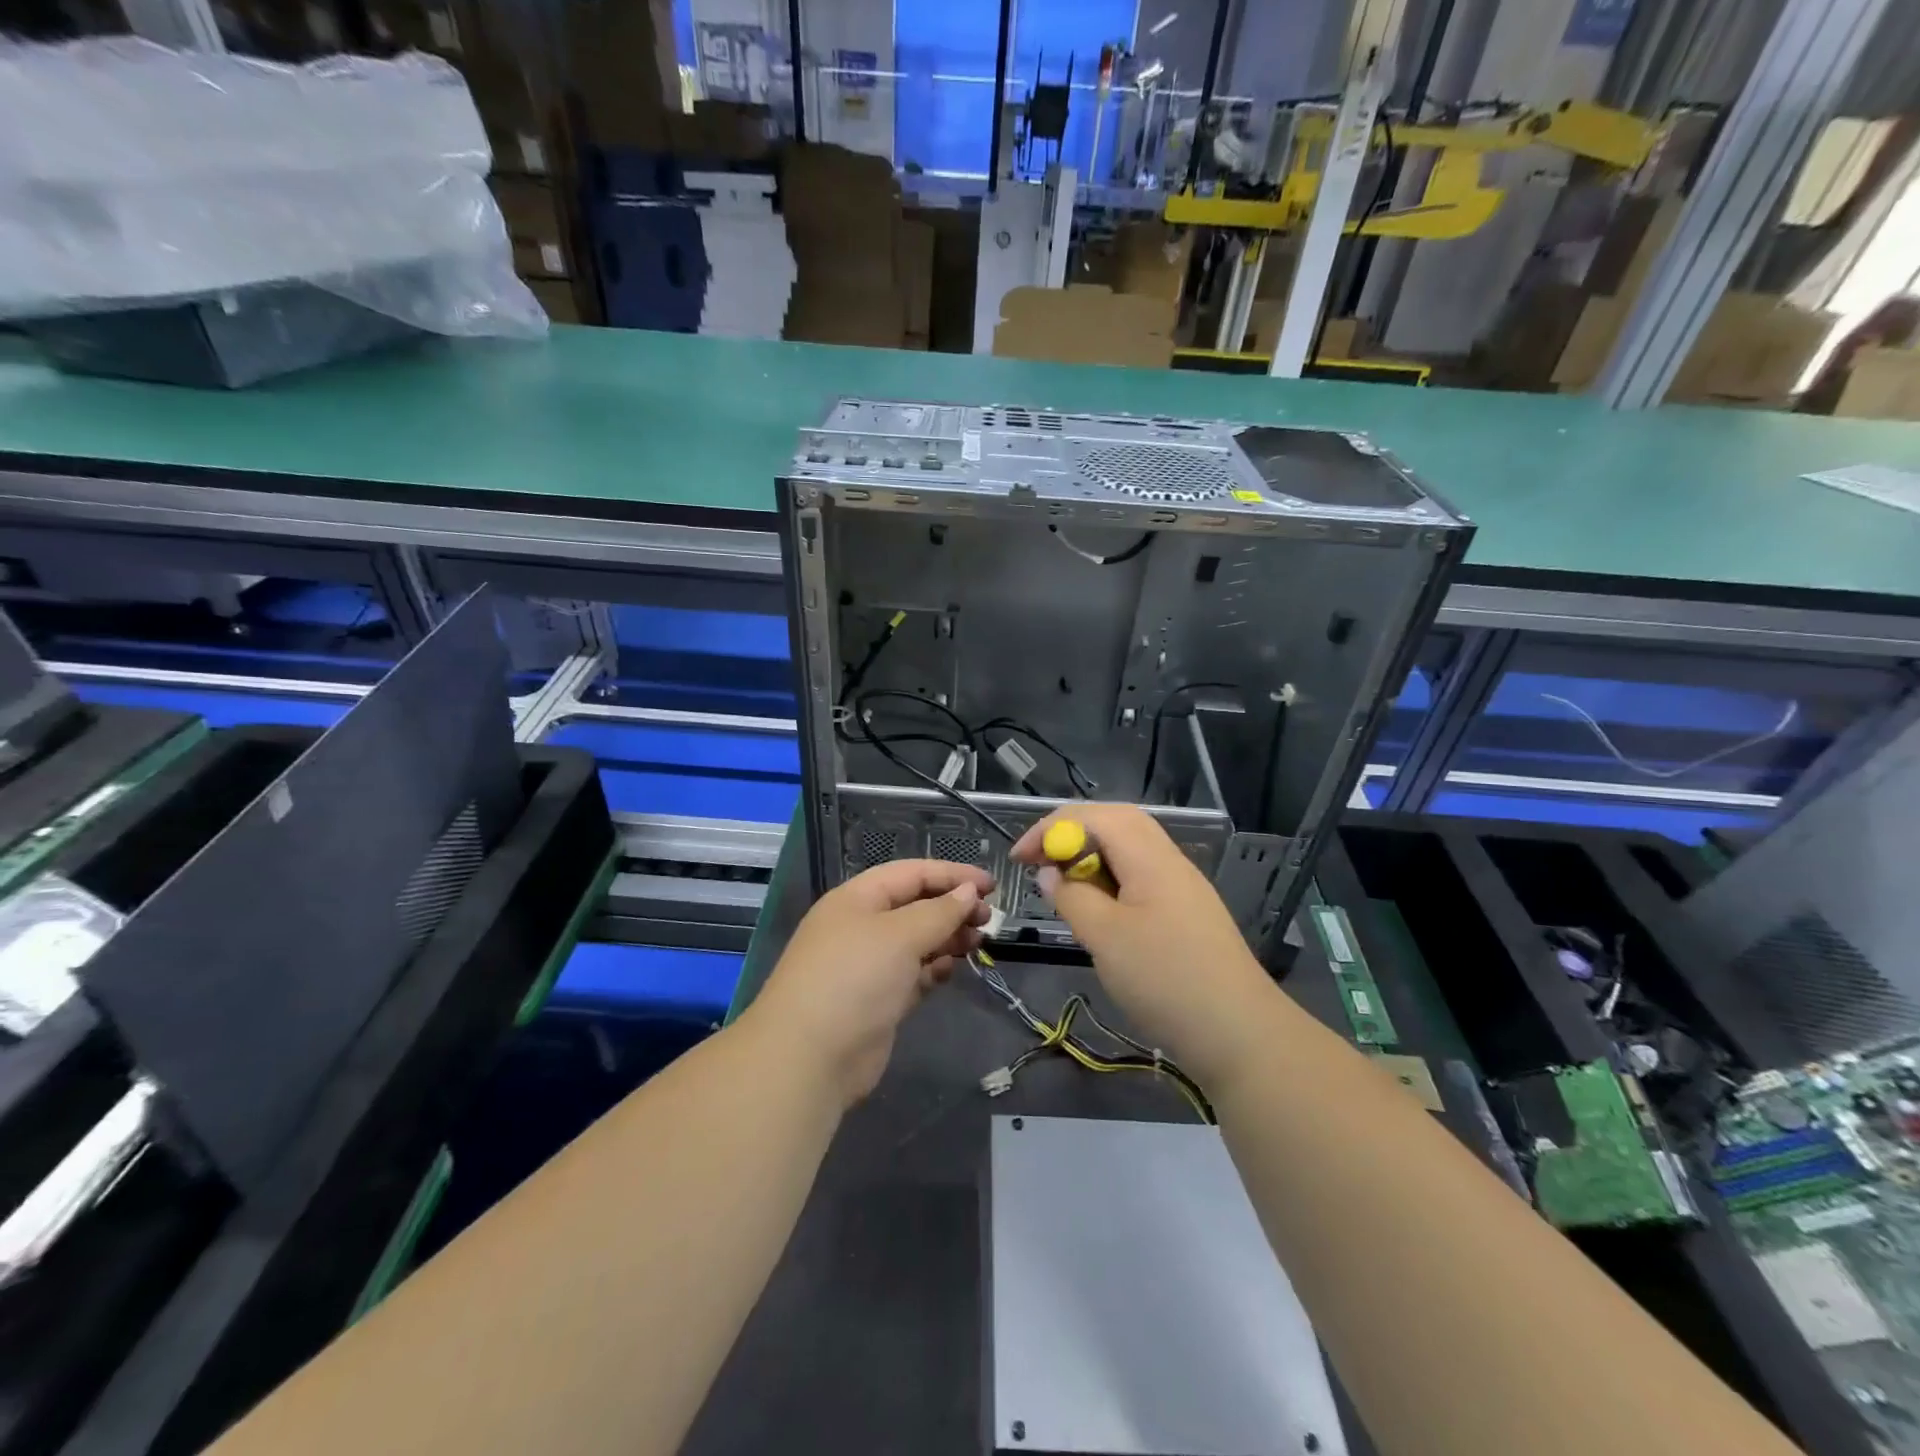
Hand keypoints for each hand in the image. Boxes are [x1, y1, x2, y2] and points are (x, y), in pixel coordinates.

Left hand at [744, 859, 993, 1106]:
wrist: (810, 1058)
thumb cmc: (855, 979)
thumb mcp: (901, 935)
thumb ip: (939, 911)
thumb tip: (967, 892)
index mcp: (858, 898)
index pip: (911, 873)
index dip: (952, 875)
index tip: (992, 886)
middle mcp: (861, 926)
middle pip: (915, 906)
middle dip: (952, 908)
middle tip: (988, 920)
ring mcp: (868, 965)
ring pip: (916, 941)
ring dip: (947, 938)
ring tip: (977, 943)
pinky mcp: (877, 1001)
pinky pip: (912, 974)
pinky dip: (933, 969)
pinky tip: (950, 970)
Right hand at [1011, 804, 1277, 1082]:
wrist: (1238, 1033)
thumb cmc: (1165, 979)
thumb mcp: (1105, 937)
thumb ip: (1072, 896)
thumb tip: (1051, 872)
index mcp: (1151, 857)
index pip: (1095, 816)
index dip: (1052, 827)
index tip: (1020, 858)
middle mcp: (1169, 861)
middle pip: (1115, 824)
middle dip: (1071, 834)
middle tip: (1039, 862)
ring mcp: (1181, 887)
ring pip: (1129, 851)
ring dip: (1090, 858)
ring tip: (1063, 886)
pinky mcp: (1185, 913)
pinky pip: (1139, 878)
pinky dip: (1109, 882)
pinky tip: (1098, 912)